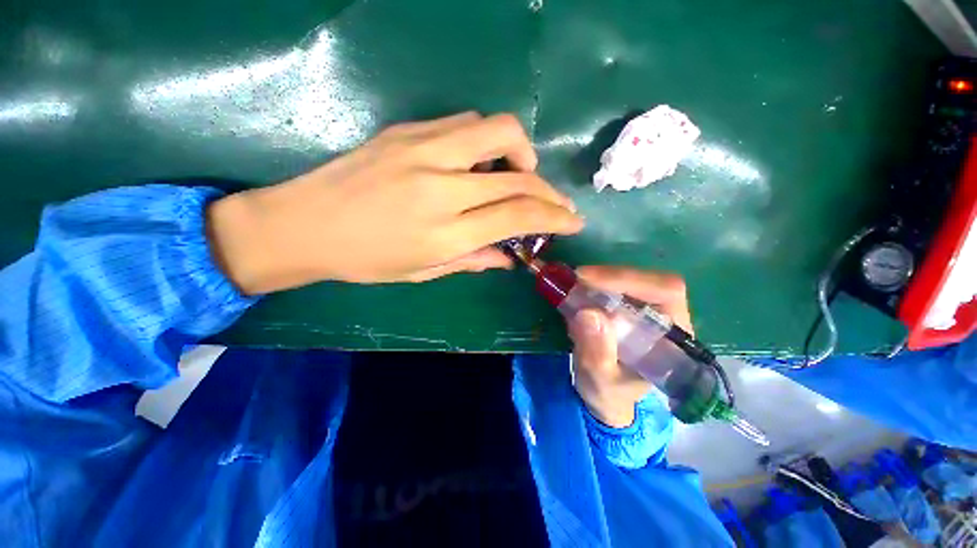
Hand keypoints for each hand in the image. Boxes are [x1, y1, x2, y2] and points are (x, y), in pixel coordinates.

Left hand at [207, 112, 582, 293]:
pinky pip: (467, 124)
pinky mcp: (408, 131)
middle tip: (557, 203)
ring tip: (520, 175)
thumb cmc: (364, 259)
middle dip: (550, 191)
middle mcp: (441, 188)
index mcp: (444, 233)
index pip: (518, 216)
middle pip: (518, 177)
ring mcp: (423, 151)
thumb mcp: (422, 272)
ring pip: (498, 131)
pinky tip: (482, 161)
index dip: (554, 218)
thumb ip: (472, 261)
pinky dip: (489, 141)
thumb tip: (509, 259)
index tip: (573, 221)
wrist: (302, 223)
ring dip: (522, 154)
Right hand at [567, 266, 691, 427]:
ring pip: (626, 279)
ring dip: (596, 279)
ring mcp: (645, 309)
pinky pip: (611, 285)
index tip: (587, 279)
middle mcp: (665, 316)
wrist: (605, 396)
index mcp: (673, 337)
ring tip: (570, 287)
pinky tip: (575, 293)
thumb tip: (587, 313)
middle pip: (644, 279)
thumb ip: (597, 354)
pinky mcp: (625, 306)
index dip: (628, 279)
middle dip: (606, 277)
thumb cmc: (610, 394)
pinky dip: (590, 284)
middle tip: (572, 281)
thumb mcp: (600, 382)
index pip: (665, 291)